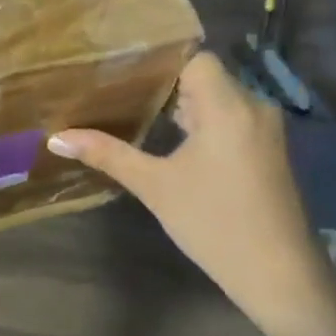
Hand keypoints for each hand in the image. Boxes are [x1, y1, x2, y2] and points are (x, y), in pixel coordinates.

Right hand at [48, 52, 335, 335]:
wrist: (279, 276)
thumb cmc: (214, 223)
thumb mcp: (155, 186)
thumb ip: (108, 154)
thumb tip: (56, 138)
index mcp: (228, 105)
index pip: (194, 58)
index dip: (160, 61)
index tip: (122, 68)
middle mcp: (253, 106)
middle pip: (204, 77)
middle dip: (164, 84)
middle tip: (118, 88)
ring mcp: (265, 130)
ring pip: (218, 99)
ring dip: (183, 105)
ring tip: (137, 109)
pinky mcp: (268, 150)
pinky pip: (231, 118)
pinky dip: (202, 121)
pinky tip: (172, 138)